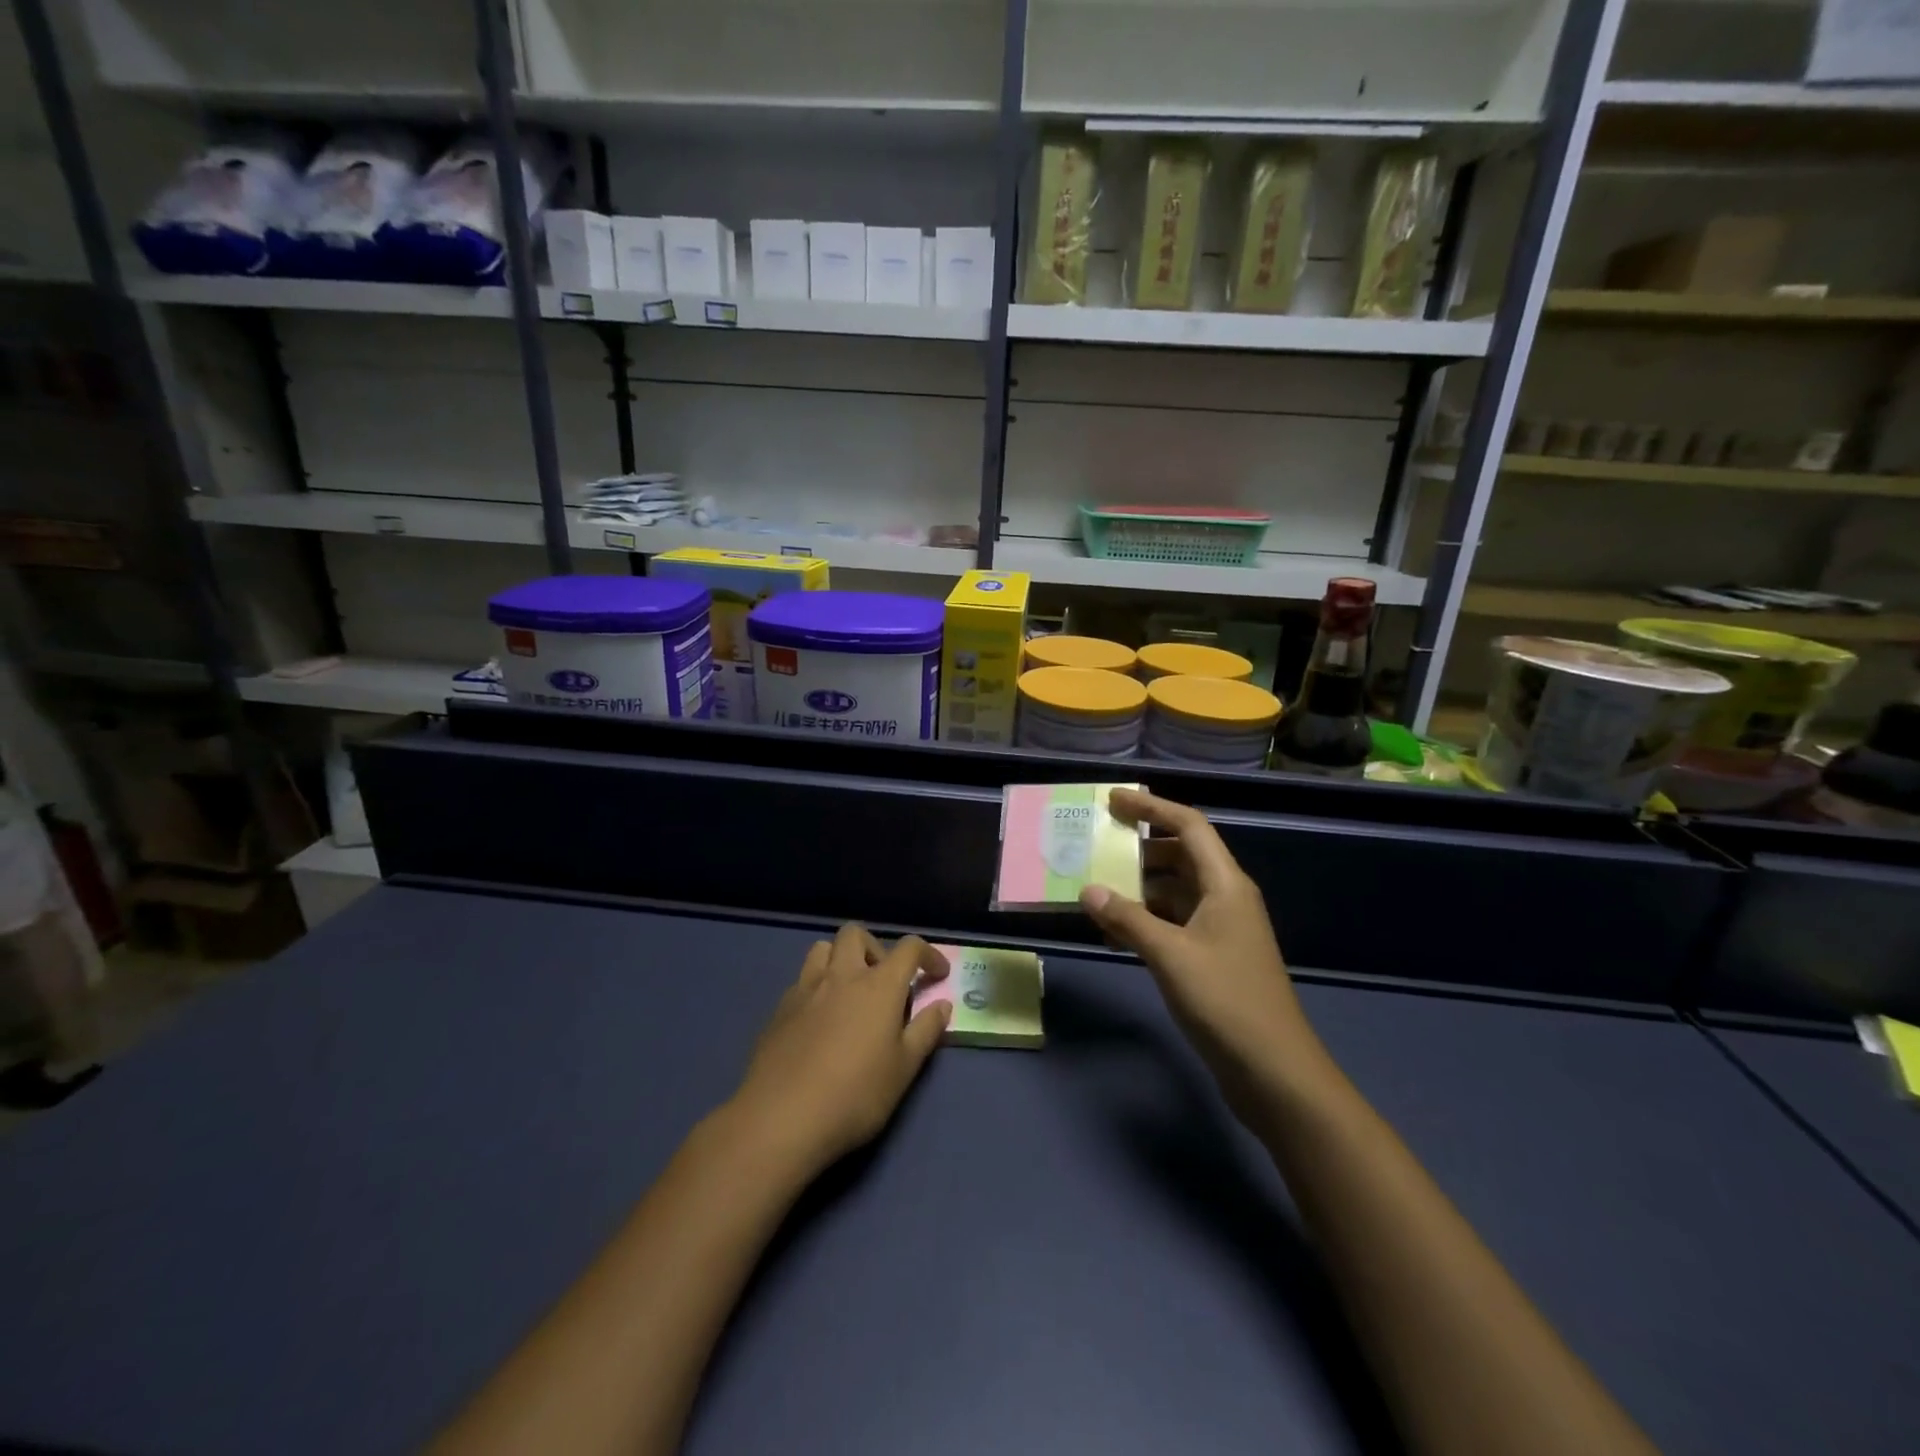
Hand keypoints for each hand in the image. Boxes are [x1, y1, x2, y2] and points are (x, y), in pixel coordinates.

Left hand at [729, 926, 950, 1175]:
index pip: (908, 948)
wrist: (781, 1118)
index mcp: (878, 986)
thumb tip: (942, 1004)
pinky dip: (817, 988)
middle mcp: (841, 975)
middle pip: (856, 934)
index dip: (928, 954)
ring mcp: (805, 989)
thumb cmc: (855, 1095)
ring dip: (840, 959)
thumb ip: (925, 1031)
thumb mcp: (903, 1069)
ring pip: (822, 949)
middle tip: (884, 981)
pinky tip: (819, 1022)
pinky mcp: (779, 1009)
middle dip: (875, 947)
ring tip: (849, 993)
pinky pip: (802, 980)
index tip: (937, 974)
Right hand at [1080, 789, 1328, 1120]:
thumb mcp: (1170, 956)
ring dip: (1137, 887)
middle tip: (1096, 842)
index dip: (1152, 808)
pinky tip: (1112, 932)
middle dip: (1139, 846)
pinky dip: (1143, 920)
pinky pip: (1172, 923)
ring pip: (1173, 892)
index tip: (1113, 800)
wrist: (1274, 1072)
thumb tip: (1088, 890)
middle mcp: (1224, 898)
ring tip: (1094, 886)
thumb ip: (1127, 919)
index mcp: (1225, 884)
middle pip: (1180, 855)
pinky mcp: (1211, 958)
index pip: (1189, 826)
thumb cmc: (1226, 1002)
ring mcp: (1219, 930)